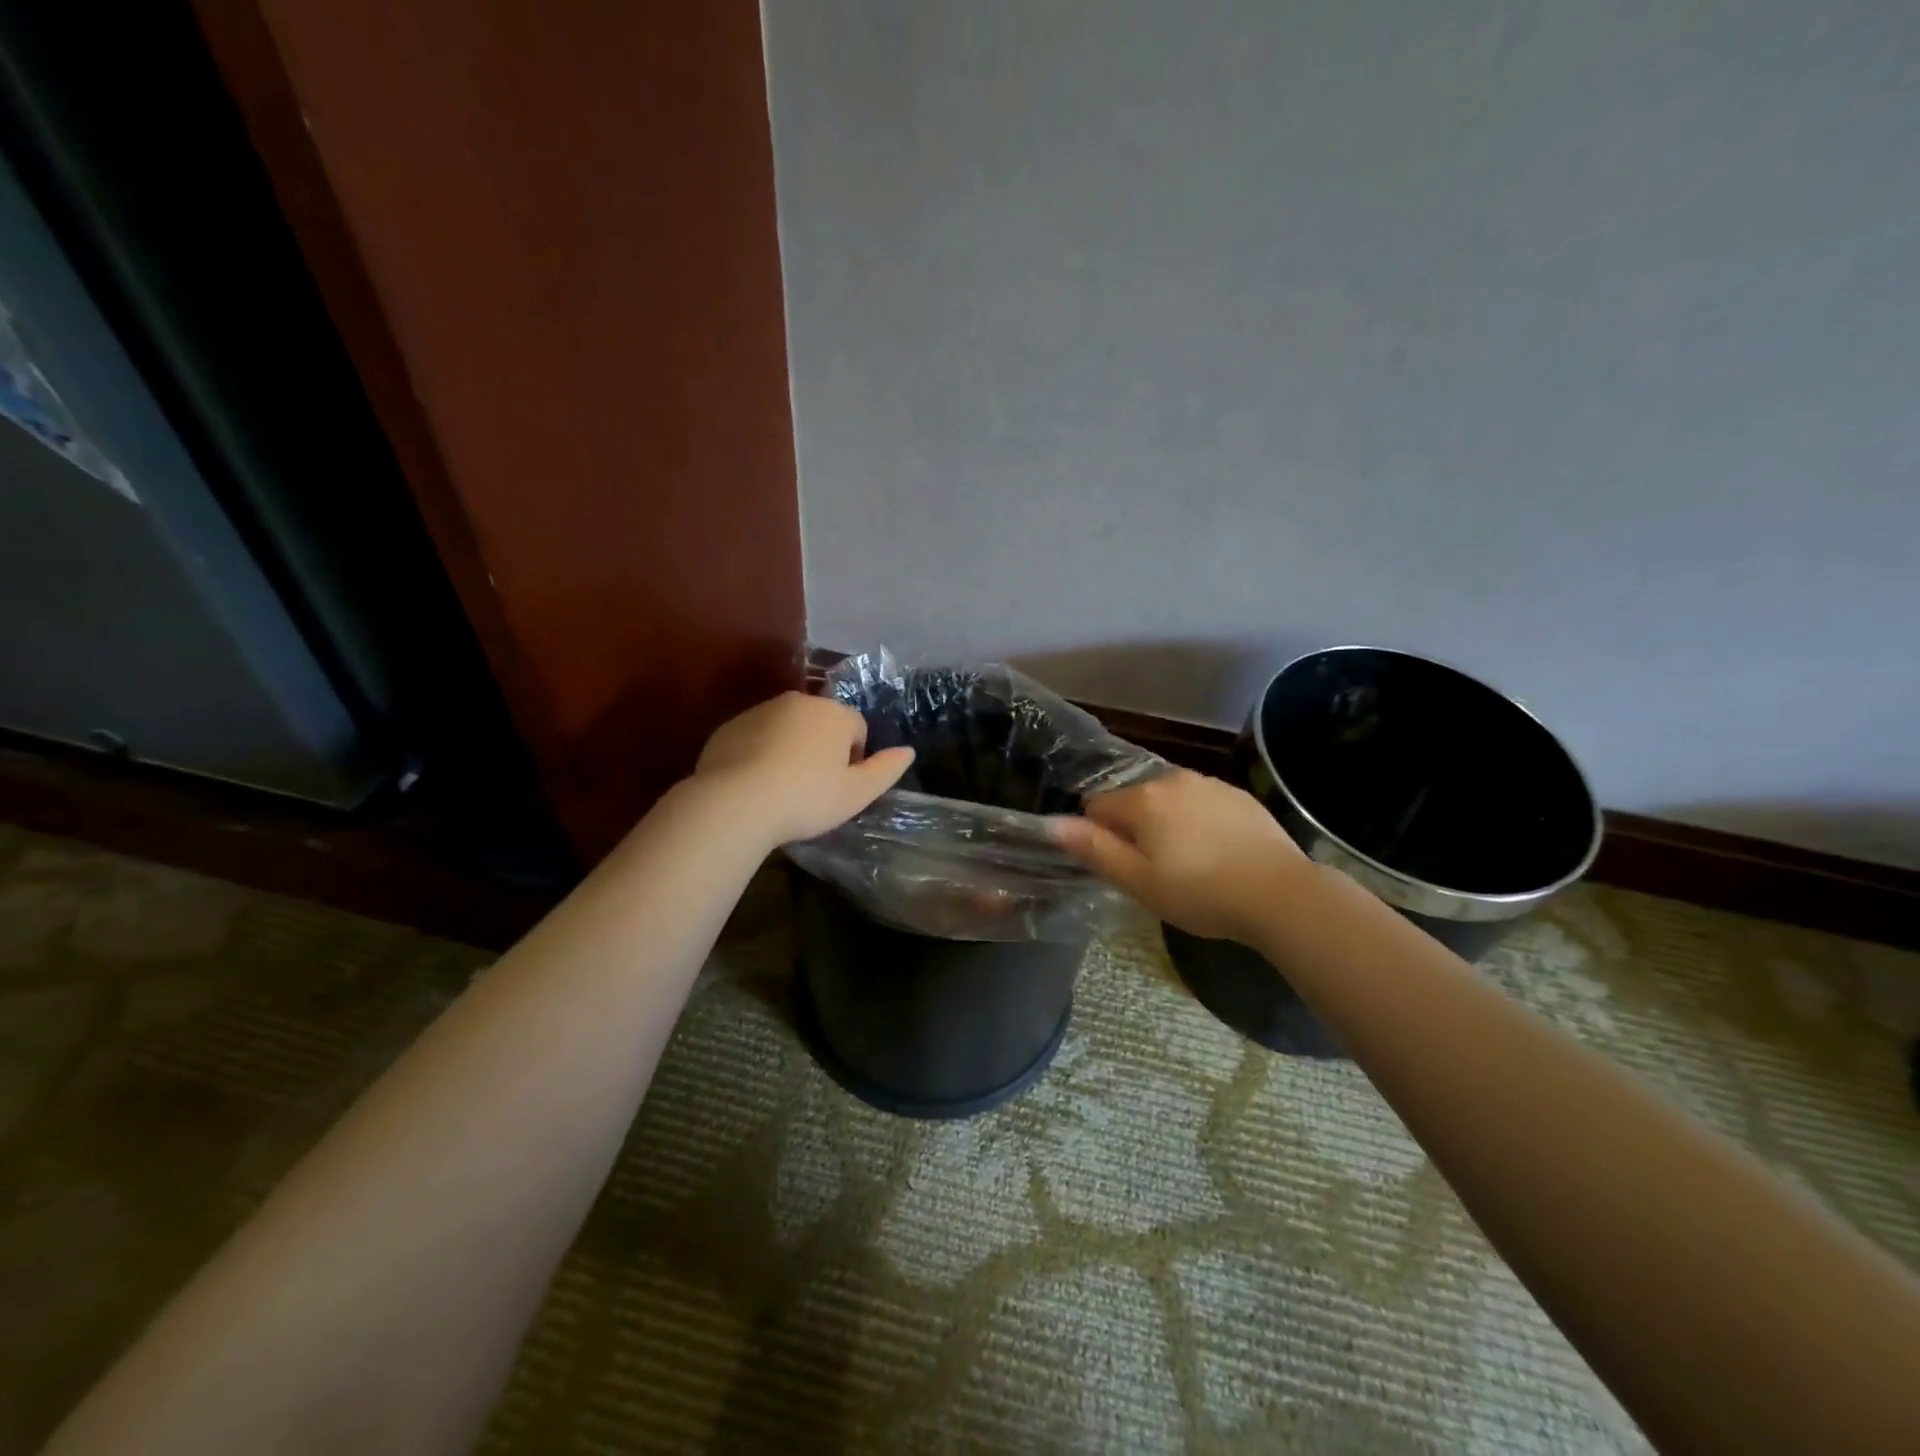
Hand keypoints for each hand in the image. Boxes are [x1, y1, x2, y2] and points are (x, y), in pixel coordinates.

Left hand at [693, 691, 914, 846]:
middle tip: (814, 787)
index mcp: (834, 714)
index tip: (841, 786)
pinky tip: (755, 784)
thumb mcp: (857, 793)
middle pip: (821, 723)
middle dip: (822, 748)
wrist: (735, 802)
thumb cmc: (807, 798)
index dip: (855, 757)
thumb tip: (908, 751)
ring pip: (787, 727)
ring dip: (791, 748)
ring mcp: (760, 711)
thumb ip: (886, 769)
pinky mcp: (730, 726)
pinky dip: (760, 753)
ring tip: (783, 787)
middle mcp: (798, 702)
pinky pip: (755, 737)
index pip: (857, 727)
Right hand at [1050, 769, 1308, 942]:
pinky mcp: (1239, 795)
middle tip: (1154, 871)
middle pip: (1134, 800)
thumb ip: (1094, 849)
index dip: (1100, 837)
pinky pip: (1202, 803)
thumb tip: (1052, 824)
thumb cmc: (1200, 892)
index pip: (1098, 806)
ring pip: (1169, 800)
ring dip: (1167, 823)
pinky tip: (1217, 853)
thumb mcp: (1138, 881)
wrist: (1280, 894)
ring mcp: (1210, 784)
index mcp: (1143, 800)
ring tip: (1189, 864)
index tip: (1122, 867)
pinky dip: (1199, 821)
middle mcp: (1173, 779)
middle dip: (1135, 829)